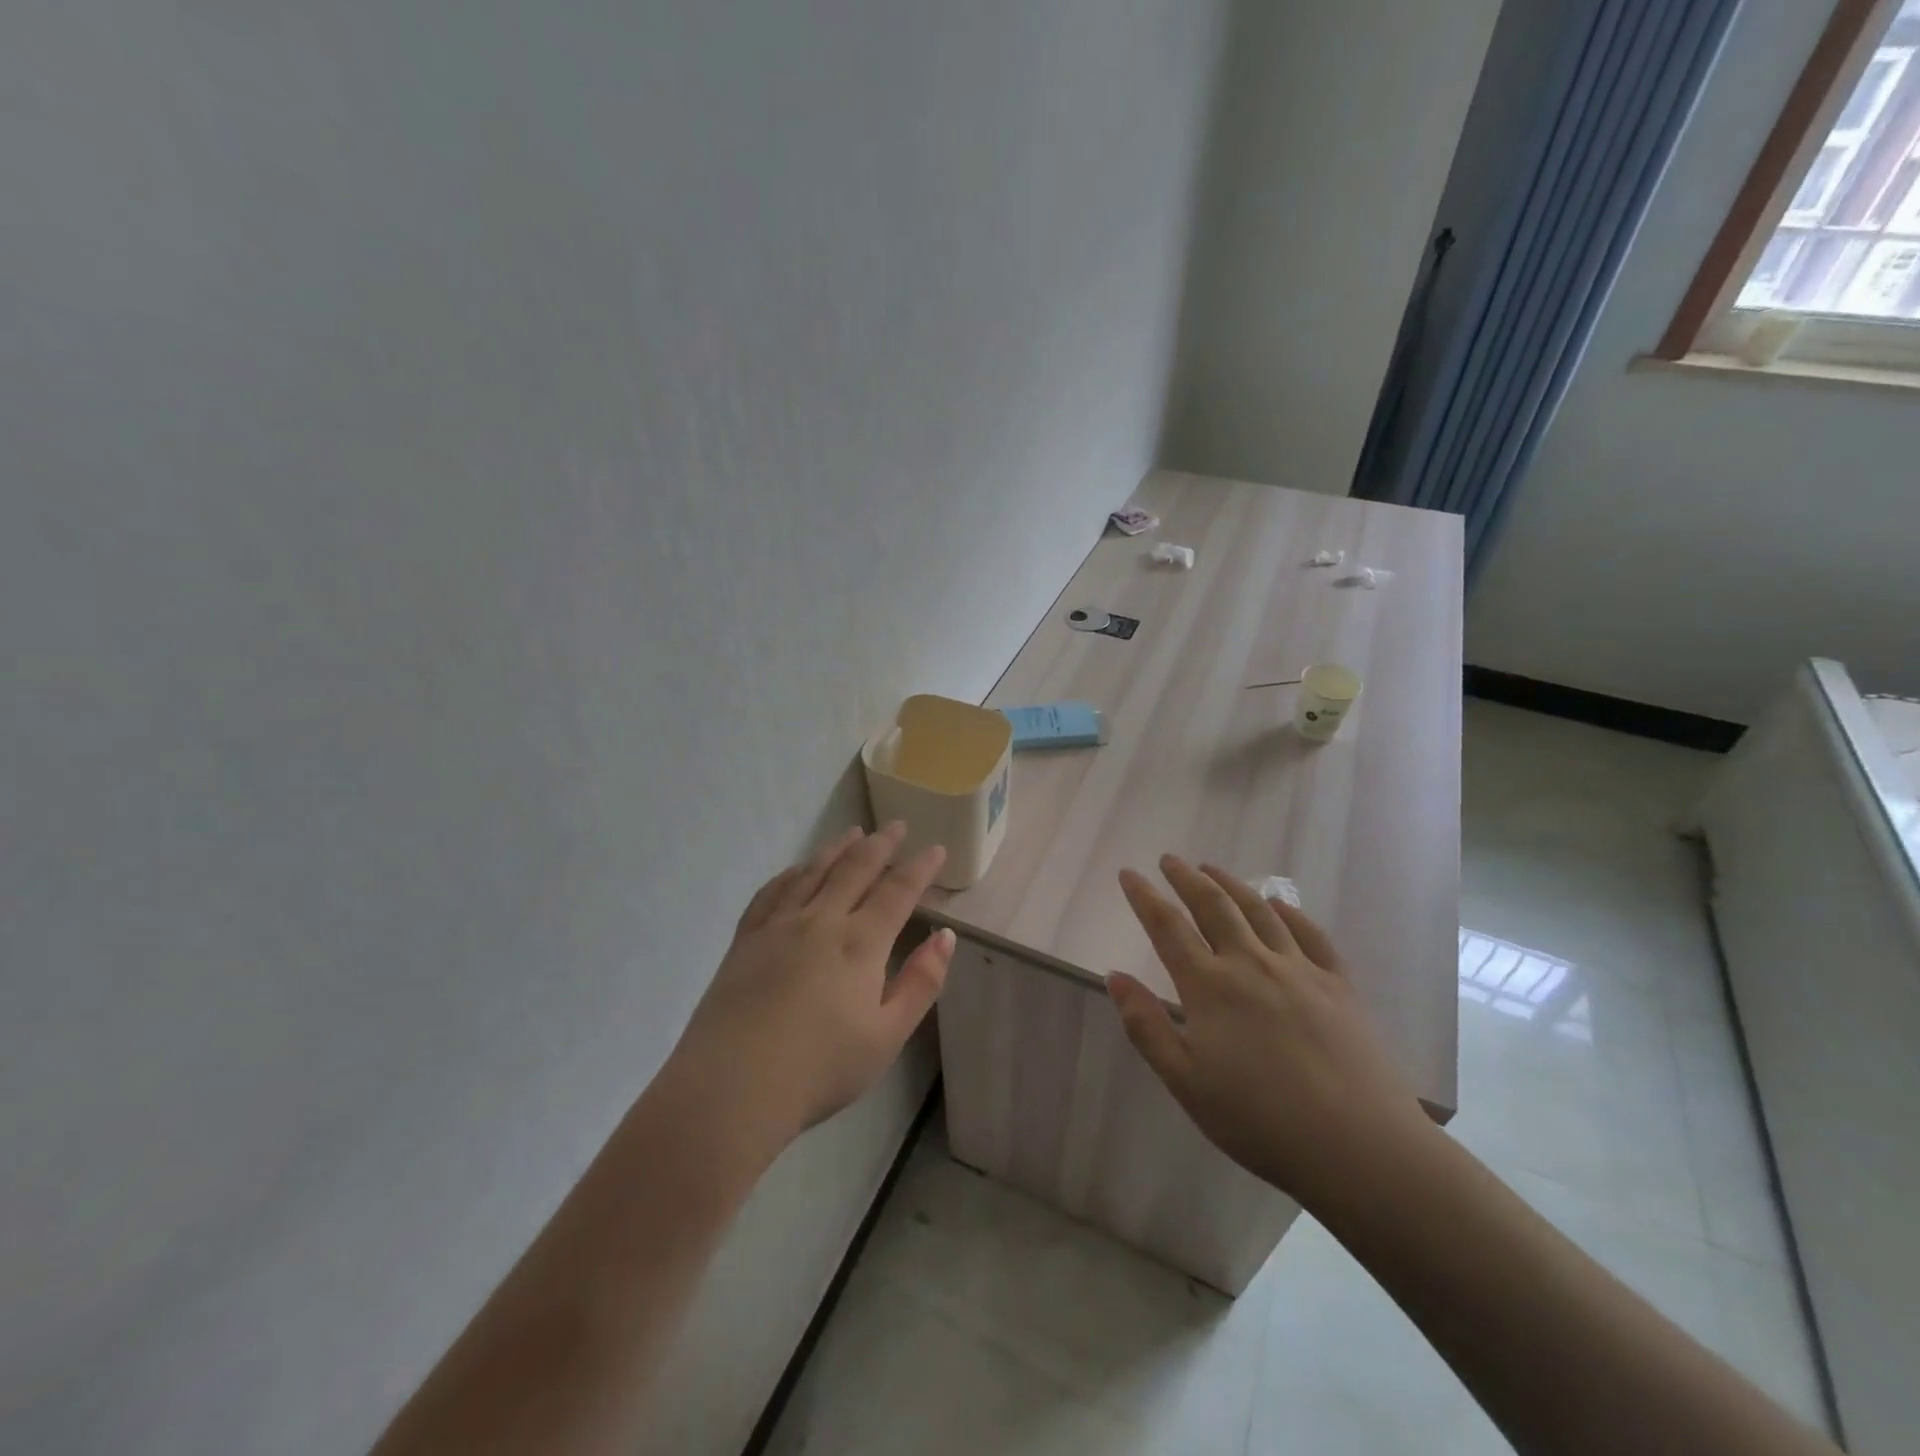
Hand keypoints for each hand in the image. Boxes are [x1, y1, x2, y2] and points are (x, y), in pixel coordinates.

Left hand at [670, 822, 955, 1151]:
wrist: (731, 1087)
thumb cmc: (819, 1069)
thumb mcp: (887, 1036)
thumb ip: (920, 983)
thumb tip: (946, 936)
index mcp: (860, 943)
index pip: (897, 892)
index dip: (919, 868)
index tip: (935, 848)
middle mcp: (821, 920)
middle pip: (855, 869)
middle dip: (880, 844)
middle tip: (896, 825)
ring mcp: (778, 926)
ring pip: (813, 872)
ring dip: (837, 849)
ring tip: (853, 833)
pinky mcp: (745, 939)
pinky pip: (771, 892)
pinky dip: (790, 874)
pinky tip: (796, 870)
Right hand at [1107, 855, 1430, 1208]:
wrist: (1359, 1147)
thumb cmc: (1259, 1120)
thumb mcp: (1185, 1081)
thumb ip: (1146, 1025)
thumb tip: (1115, 975)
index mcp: (1209, 986)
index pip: (1167, 927)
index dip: (1144, 896)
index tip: (1129, 873)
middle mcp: (1250, 963)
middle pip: (1213, 906)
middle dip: (1187, 878)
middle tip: (1170, 860)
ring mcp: (1299, 969)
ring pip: (1258, 911)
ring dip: (1230, 884)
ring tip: (1212, 868)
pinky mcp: (1338, 984)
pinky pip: (1310, 934)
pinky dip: (1288, 912)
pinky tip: (1278, 905)